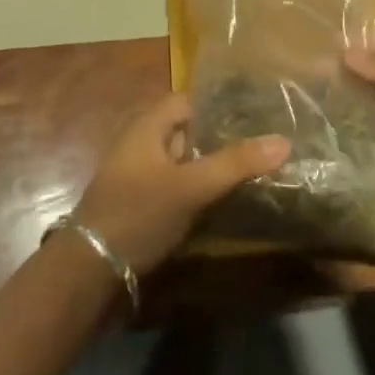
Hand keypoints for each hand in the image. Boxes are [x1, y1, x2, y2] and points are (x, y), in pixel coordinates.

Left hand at [72, 92, 290, 273]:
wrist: (90, 272)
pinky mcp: (139, 205)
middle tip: (260, 147)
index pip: (188, 101)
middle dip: (219, 138)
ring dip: (209, 167)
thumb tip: (283, 141)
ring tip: (249, 174)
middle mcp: (140, 143)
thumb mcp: (190, 187)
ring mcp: (138, 176)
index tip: (254, 117)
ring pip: (182, 162)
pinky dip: (196, 191)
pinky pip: (174, 187)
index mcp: (147, 126)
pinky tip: (220, 203)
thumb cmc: (138, 214)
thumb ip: (235, 164)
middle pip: (186, 131)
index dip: (218, 107)